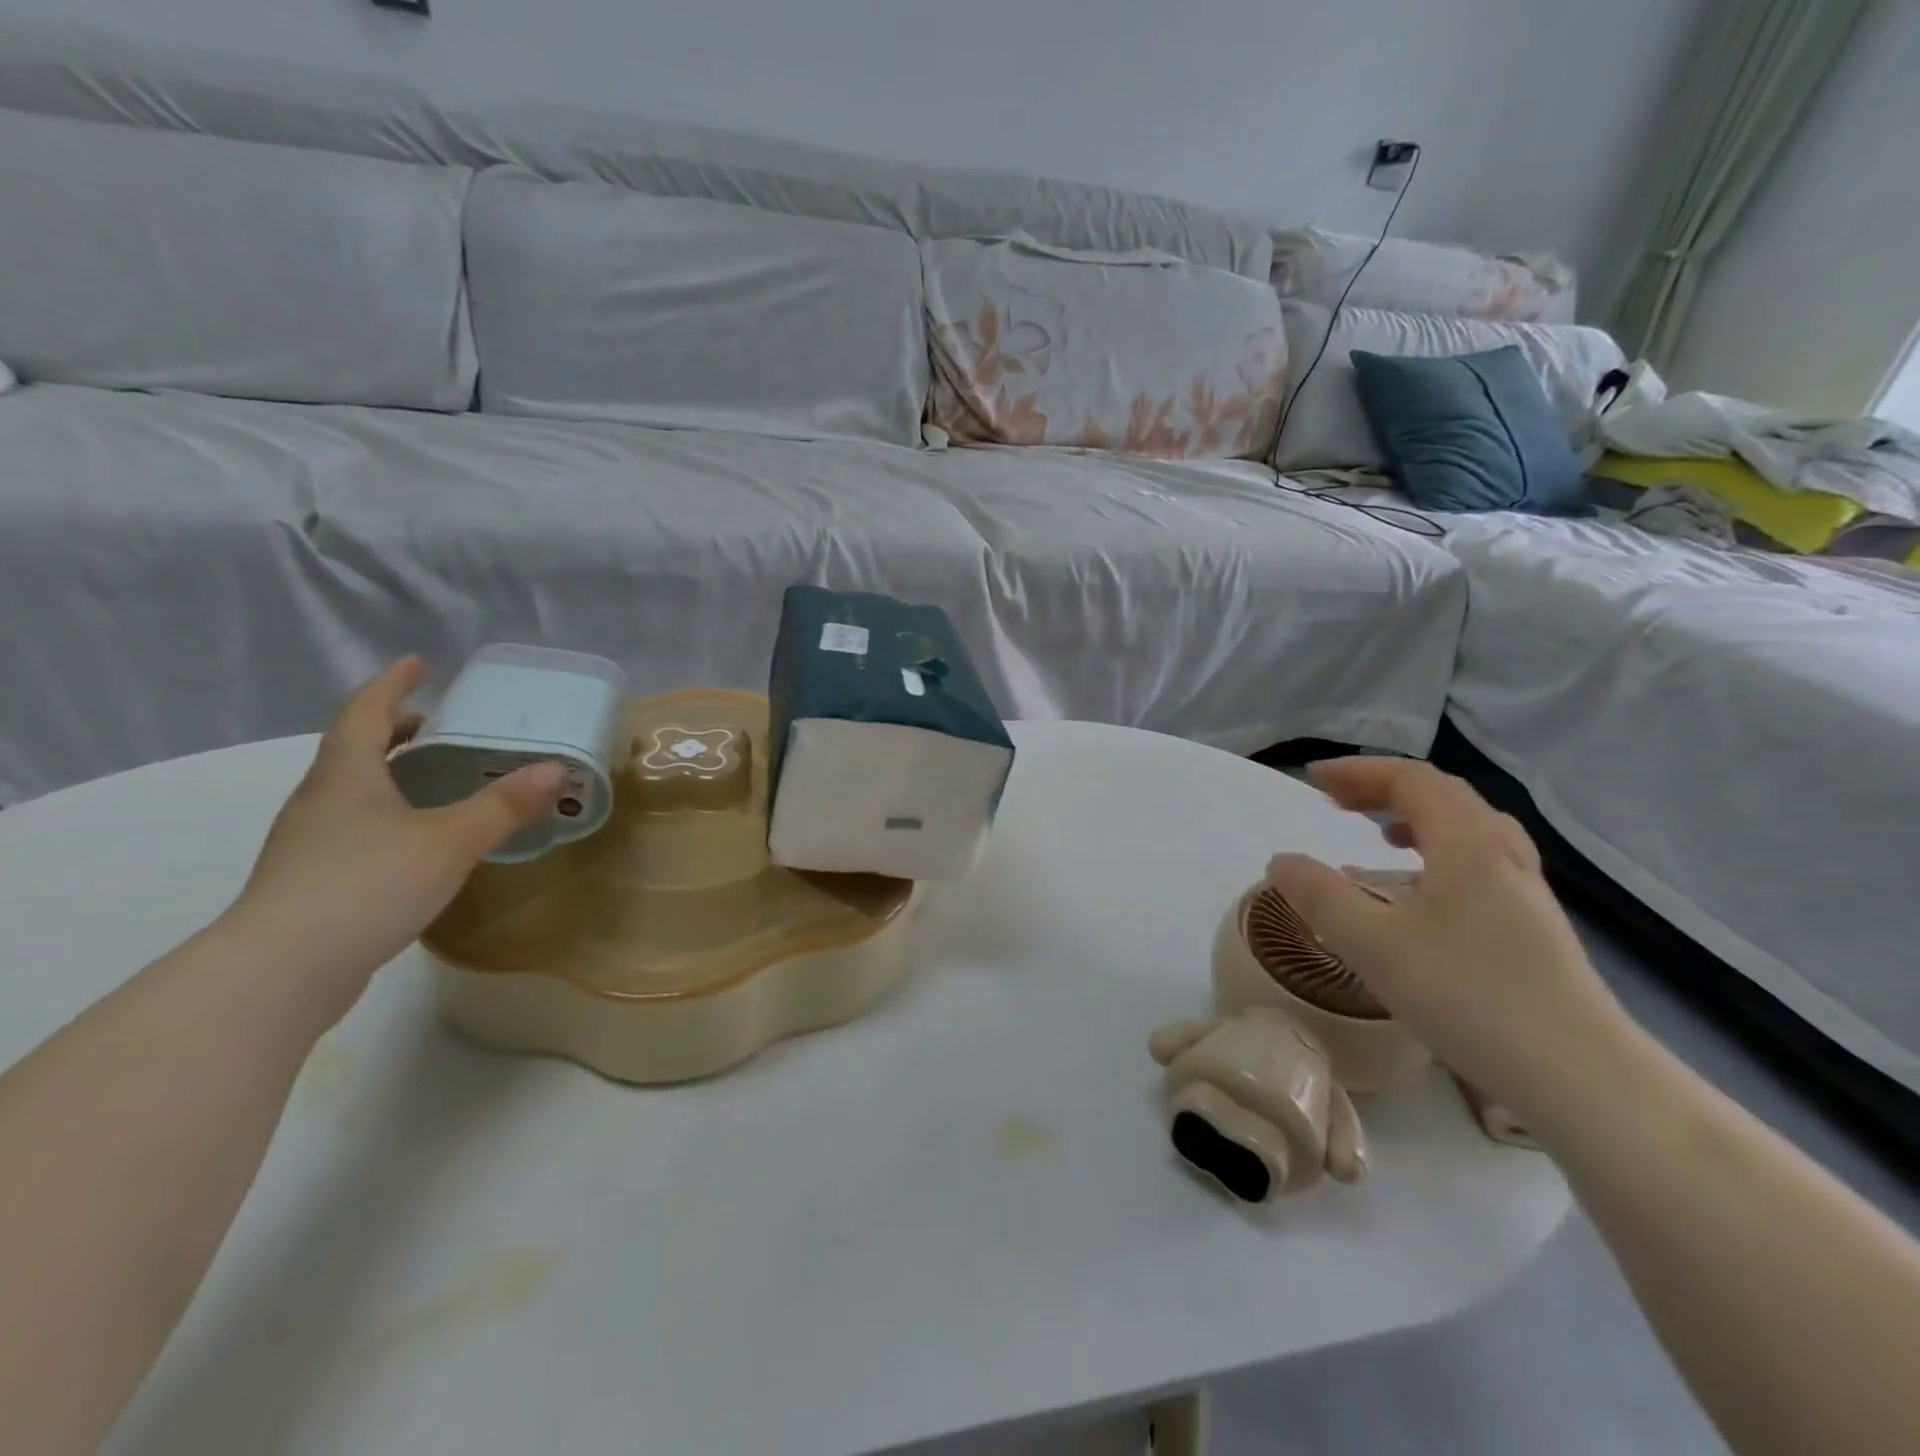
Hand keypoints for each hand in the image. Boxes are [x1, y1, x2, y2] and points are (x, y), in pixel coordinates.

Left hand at [224, 658, 563, 1014]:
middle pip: (356, 749)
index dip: (392, 685)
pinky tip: (418, 839)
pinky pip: (356, 826)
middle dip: (396, 730)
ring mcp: (310, 842)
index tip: (418, 664)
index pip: (365, 713)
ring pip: (355, 790)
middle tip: (440, 724)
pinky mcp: (313, 880)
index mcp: (347, 776)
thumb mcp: (450, 841)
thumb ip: (504, 805)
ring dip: (393, 773)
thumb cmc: (366, 886)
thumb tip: (556, 769)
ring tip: (438, 778)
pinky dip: (389, 813)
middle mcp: (321, 800)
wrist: (280, 972)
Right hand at [1265, 758, 1638, 1120]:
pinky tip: (1423, 889)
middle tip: (1338, 802)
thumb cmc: (1469, 996)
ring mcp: (1525, 888)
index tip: (1314, 780)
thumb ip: (1320, 897)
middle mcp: (1501, 853)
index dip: (1359, 772)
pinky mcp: (1533, 923)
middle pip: (1442, 794)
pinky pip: (1480, 859)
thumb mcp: (1373, 945)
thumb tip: (1281, 862)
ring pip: (1467, 827)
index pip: (1411, 780)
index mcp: (1467, 843)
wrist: (1580, 1074)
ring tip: (1380, 834)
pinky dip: (1439, 849)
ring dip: (1415, 816)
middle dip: (1383, 789)